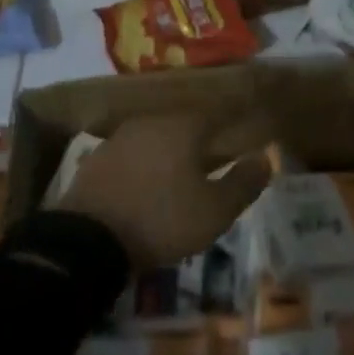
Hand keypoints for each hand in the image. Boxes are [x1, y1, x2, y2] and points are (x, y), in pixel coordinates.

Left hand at [60, 112, 274, 269]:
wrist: (88, 239)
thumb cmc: (162, 220)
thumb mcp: (215, 211)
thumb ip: (244, 182)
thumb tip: (265, 157)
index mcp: (184, 127)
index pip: (217, 115)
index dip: (231, 124)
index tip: (242, 135)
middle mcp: (151, 122)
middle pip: (184, 126)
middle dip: (200, 140)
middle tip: (213, 161)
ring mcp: (119, 138)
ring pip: (155, 139)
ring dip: (170, 154)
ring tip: (179, 177)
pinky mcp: (96, 159)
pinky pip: (131, 157)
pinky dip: (143, 167)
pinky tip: (146, 188)